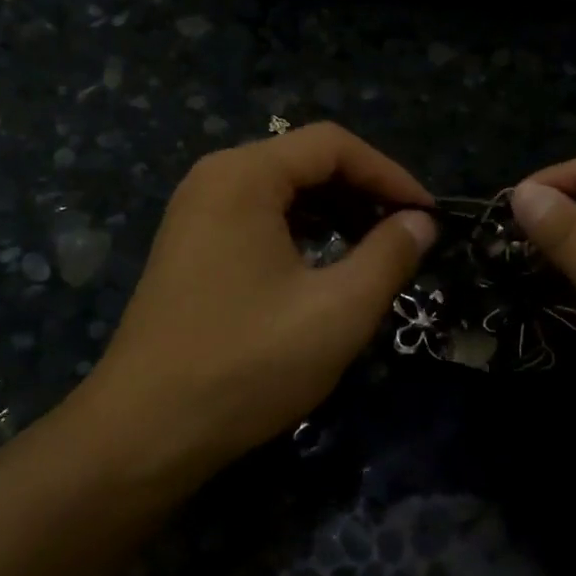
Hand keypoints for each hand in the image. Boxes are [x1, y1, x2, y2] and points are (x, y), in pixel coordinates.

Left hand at [82, 124, 436, 470]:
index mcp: (244, 176)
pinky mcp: (189, 248)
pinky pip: (256, 219)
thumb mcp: (337, 311)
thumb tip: (421, 223)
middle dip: (362, 193)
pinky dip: (299, 233)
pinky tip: (322, 268)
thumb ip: (388, 256)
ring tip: (372, 252)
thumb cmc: (247, 363)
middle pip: (304, 162)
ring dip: (333, 214)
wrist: (146, 430)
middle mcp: (213, 179)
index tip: (429, 217)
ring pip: (281, 193)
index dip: (390, 175)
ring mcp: (194, 214)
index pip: (333, 145)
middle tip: (405, 237)